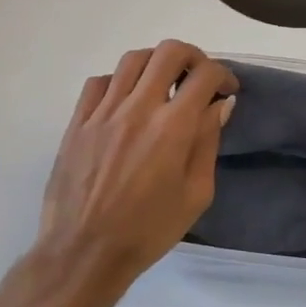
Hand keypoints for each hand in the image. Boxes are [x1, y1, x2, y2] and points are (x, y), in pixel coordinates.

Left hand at [33, 41, 236, 301]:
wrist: (85, 253)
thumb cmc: (149, 230)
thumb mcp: (196, 193)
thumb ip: (208, 143)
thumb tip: (219, 106)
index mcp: (173, 128)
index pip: (204, 76)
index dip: (224, 76)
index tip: (227, 92)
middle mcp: (138, 109)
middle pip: (168, 53)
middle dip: (193, 58)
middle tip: (199, 79)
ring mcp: (103, 112)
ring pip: (132, 59)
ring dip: (156, 64)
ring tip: (164, 85)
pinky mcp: (77, 122)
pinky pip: (99, 82)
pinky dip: (120, 81)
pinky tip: (127, 102)